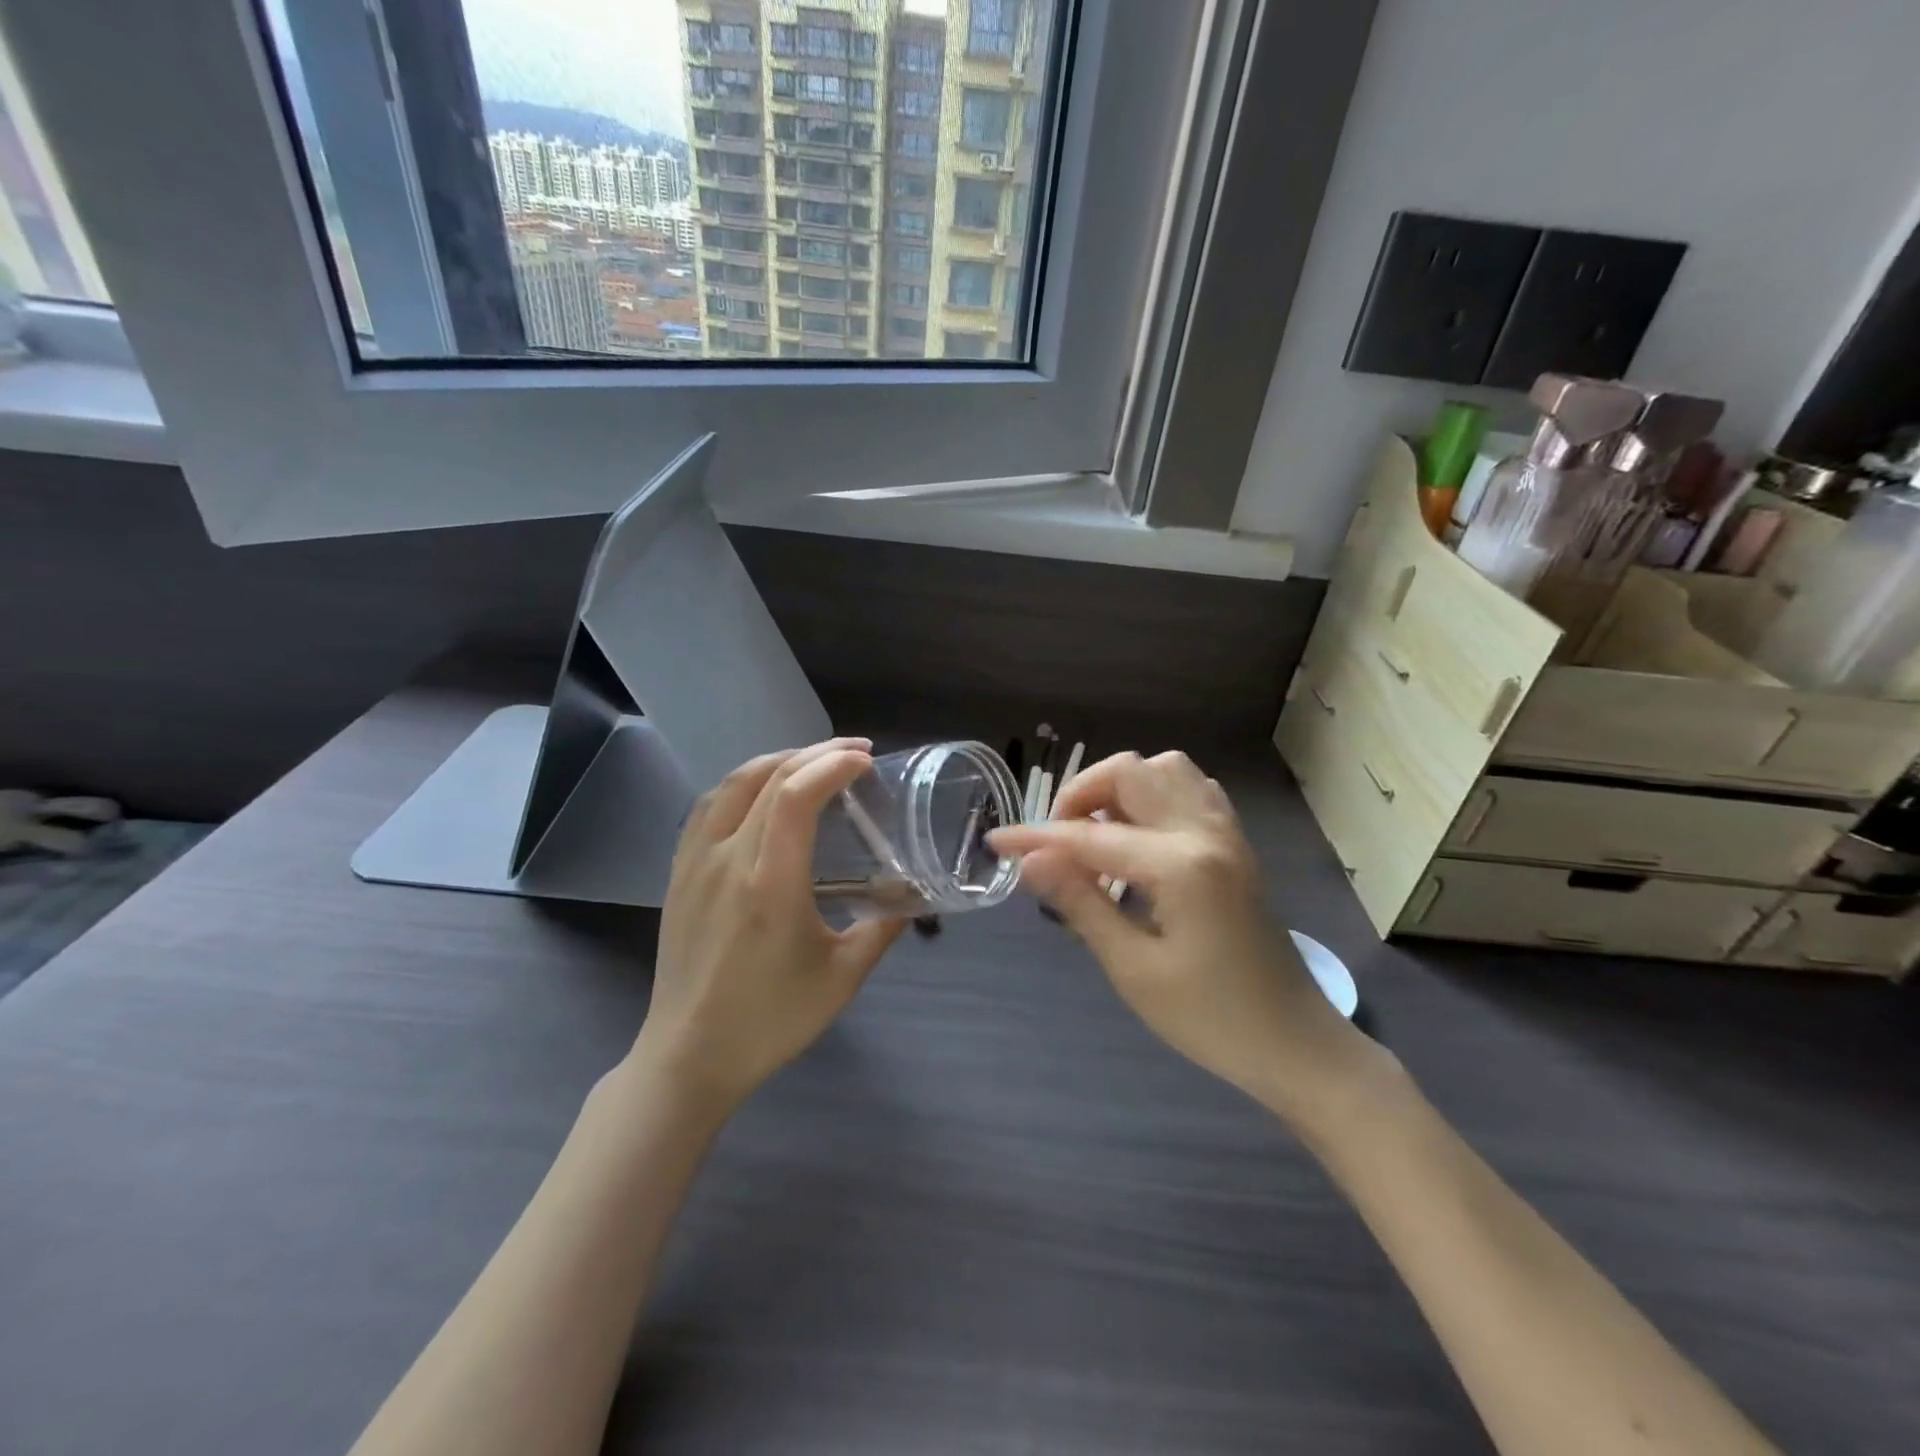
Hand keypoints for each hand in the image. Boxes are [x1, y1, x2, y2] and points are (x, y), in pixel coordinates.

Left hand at [634, 739, 906, 1113]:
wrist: (689, 1056)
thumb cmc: (770, 1020)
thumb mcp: (842, 977)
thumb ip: (883, 928)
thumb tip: (913, 895)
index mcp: (770, 882)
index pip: (796, 794)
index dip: (833, 764)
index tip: (867, 760)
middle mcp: (727, 859)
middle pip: (768, 777)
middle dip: (815, 753)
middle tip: (854, 752)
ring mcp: (695, 862)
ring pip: (732, 783)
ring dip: (777, 761)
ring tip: (812, 762)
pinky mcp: (678, 873)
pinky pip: (708, 806)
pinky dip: (742, 784)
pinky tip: (761, 793)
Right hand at [989, 751, 1371, 1119]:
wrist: (1295, 1044)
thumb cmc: (1211, 1019)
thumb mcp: (1134, 969)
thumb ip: (1081, 903)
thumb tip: (1031, 861)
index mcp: (1181, 865)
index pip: (1090, 837)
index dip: (1036, 838)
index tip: (996, 842)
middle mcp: (1206, 832)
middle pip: (1131, 771)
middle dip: (1081, 795)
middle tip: (1056, 843)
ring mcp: (1227, 833)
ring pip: (1165, 769)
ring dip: (1120, 788)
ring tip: (1097, 834)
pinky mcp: (1236, 845)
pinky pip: (1192, 789)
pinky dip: (1155, 795)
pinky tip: (1140, 835)